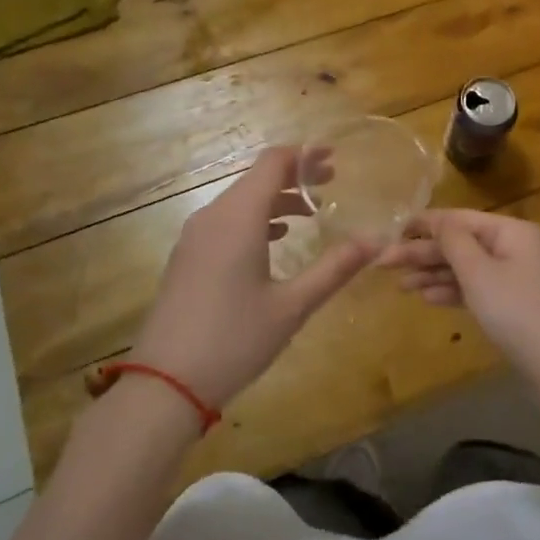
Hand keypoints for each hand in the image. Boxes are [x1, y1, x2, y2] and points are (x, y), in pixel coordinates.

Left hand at [131, 147, 371, 409]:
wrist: (164, 384)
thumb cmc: (234, 340)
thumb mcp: (292, 307)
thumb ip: (334, 269)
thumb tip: (375, 242)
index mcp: (239, 218)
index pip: (273, 163)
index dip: (305, 155)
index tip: (334, 158)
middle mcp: (213, 216)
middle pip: (256, 178)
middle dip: (295, 176)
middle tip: (331, 184)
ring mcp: (195, 237)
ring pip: (240, 200)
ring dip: (275, 198)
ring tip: (310, 212)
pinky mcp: (187, 257)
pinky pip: (225, 220)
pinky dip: (254, 218)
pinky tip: (274, 239)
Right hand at [384, 209, 539, 429]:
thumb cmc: (518, 313)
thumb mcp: (480, 273)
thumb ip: (453, 242)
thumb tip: (436, 220)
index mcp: (509, 231)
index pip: (458, 218)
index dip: (424, 223)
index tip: (390, 230)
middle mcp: (512, 247)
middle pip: (459, 243)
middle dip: (423, 252)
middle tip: (382, 263)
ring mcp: (512, 278)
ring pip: (464, 268)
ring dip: (432, 273)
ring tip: (399, 284)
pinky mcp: (510, 306)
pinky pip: (473, 289)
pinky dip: (450, 291)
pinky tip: (426, 298)